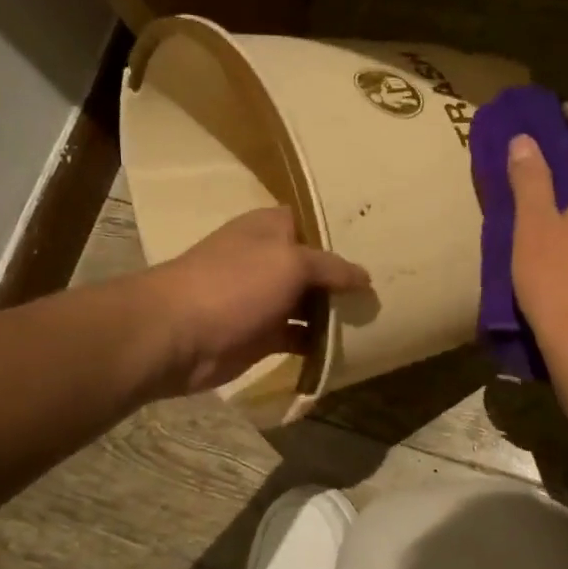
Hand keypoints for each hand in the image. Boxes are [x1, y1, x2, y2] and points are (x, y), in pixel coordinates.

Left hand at [147, 207, 370, 395]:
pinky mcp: (262, 335)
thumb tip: (365, 277)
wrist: (176, 335)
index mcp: (271, 229)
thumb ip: (331, 267)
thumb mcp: (290, 263)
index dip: (343, 231)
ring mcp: (264, 299)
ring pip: (310, 303)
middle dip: (347, 276)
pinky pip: (300, 335)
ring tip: (378, 316)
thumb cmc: (234, 285)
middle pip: (317, 265)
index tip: (383, 241)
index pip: (314, 221)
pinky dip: (320, 342)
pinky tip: (350, 347)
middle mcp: (269, 259)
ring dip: (336, 312)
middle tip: (390, 285)